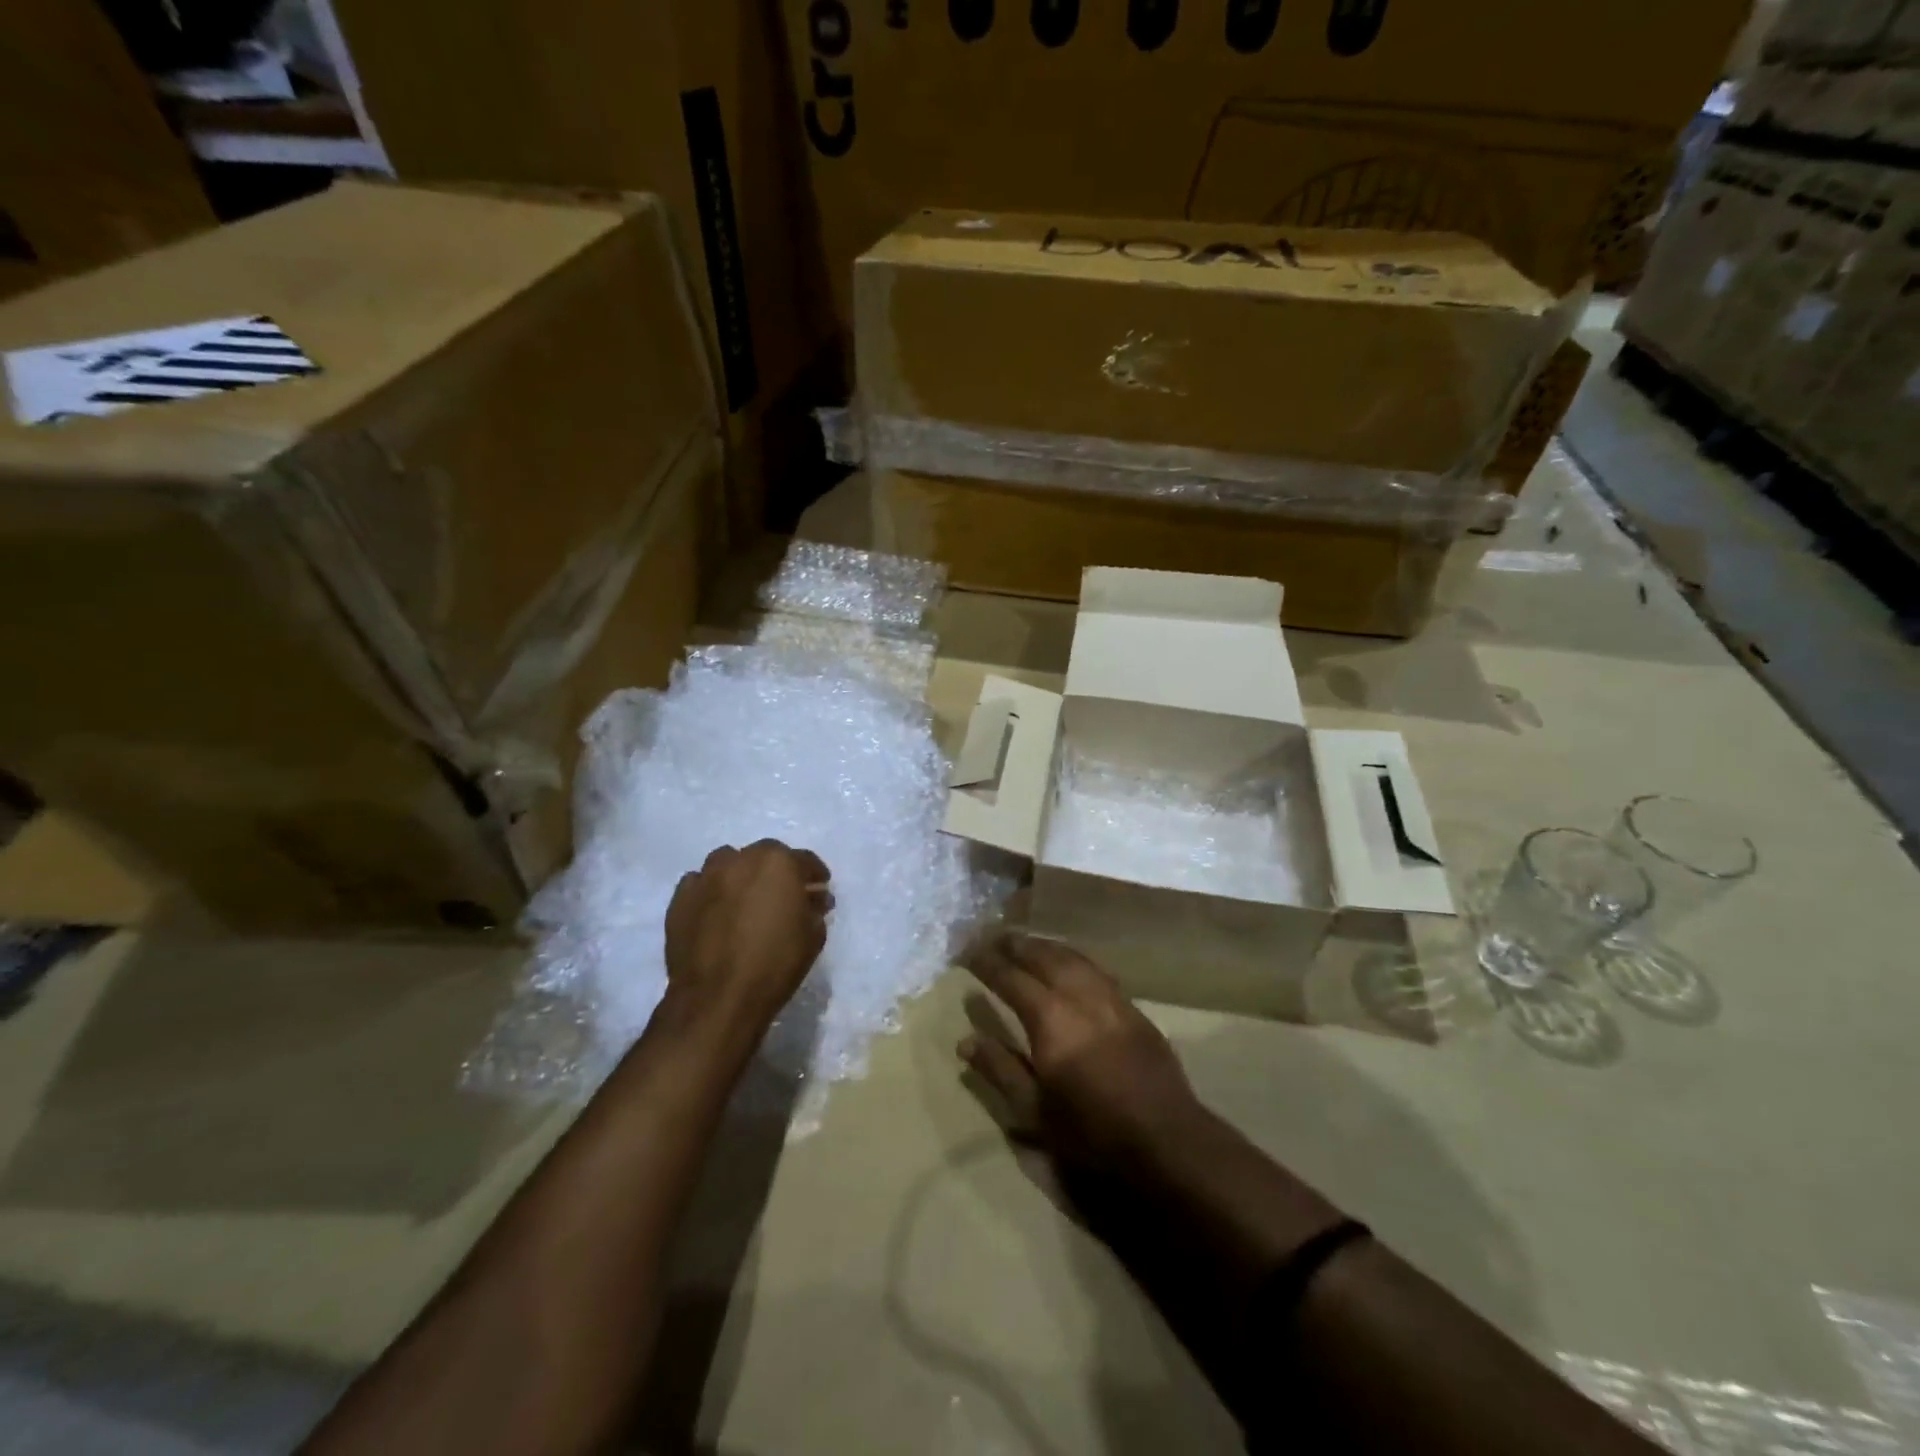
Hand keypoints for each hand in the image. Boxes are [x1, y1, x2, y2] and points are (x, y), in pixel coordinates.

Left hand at [664, 841, 831, 1026]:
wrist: (718, 997)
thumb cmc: (775, 963)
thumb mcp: (813, 936)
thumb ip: (814, 908)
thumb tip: (812, 898)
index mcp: (778, 862)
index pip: (804, 861)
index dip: (814, 876)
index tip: (819, 890)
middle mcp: (740, 859)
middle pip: (764, 857)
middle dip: (776, 872)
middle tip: (782, 897)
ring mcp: (706, 877)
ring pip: (727, 864)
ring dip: (740, 876)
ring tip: (745, 901)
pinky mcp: (679, 899)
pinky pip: (700, 885)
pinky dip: (711, 893)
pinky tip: (716, 913)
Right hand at [959, 931, 1204, 1176]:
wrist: (1165, 1137)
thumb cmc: (1091, 1130)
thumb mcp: (1034, 1110)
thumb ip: (1000, 1069)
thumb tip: (966, 1041)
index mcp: (1049, 1018)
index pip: (1010, 978)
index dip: (987, 962)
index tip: (967, 951)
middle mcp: (1078, 995)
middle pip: (1042, 956)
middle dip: (1015, 944)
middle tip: (993, 937)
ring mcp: (1109, 997)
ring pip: (1071, 956)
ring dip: (1044, 945)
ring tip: (1026, 942)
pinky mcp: (1131, 1007)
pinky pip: (1095, 968)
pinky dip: (1073, 957)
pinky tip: (1069, 962)